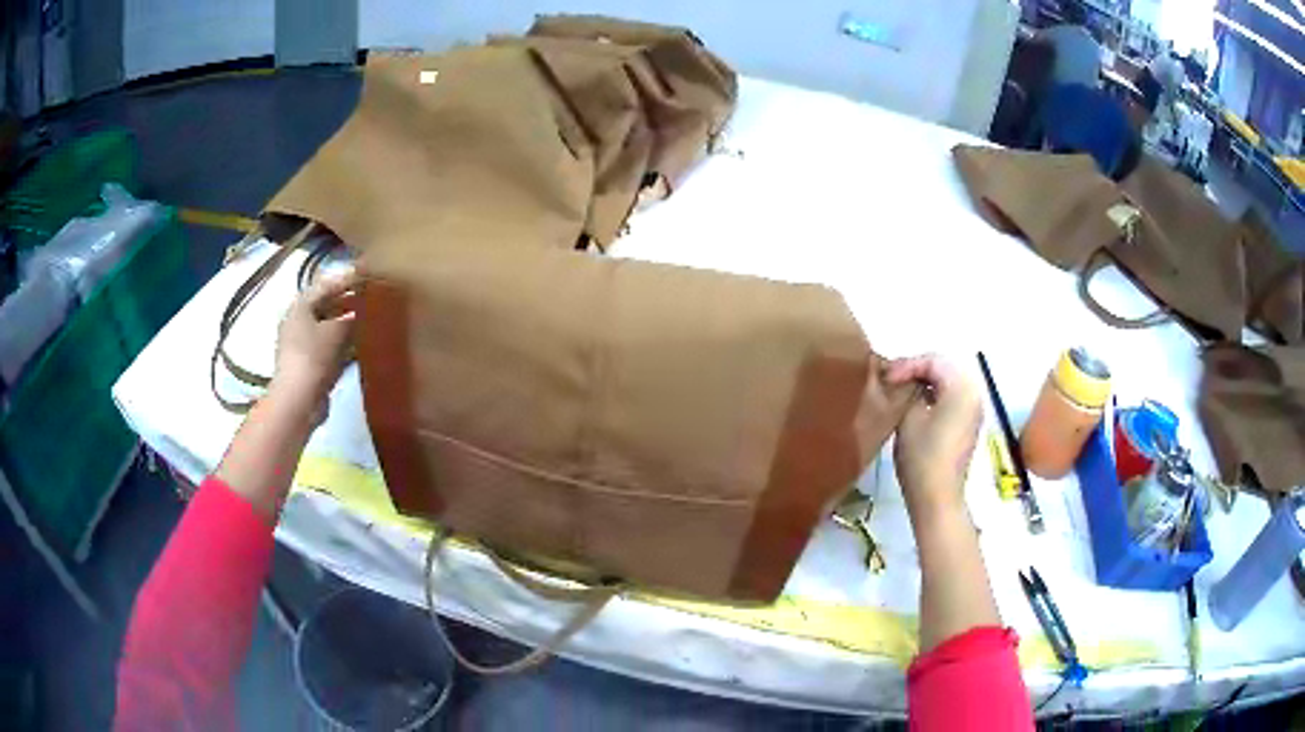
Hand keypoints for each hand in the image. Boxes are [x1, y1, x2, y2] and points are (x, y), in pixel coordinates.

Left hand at [271, 271, 358, 417]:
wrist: (298, 401)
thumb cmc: (313, 358)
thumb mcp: (336, 330)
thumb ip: (350, 315)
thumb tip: (361, 308)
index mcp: (300, 307)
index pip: (325, 285)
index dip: (346, 279)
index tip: (368, 274)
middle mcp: (298, 322)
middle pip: (326, 305)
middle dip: (348, 301)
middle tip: (372, 296)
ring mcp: (303, 345)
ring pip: (329, 327)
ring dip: (348, 323)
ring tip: (371, 319)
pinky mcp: (310, 364)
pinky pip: (330, 346)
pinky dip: (344, 343)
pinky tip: (361, 345)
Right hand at [886, 355, 982, 521]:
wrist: (938, 496)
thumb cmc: (922, 456)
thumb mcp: (909, 416)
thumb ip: (908, 390)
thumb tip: (905, 381)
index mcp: (962, 387)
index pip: (933, 361)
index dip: (907, 365)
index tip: (886, 377)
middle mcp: (974, 393)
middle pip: (944, 368)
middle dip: (917, 370)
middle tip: (893, 380)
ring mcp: (974, 410)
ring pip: (949, 382)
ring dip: (926, 383)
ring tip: (901, 390)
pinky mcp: (969, 424)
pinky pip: (953, 398)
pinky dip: (935, 395)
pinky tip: (916, 405)